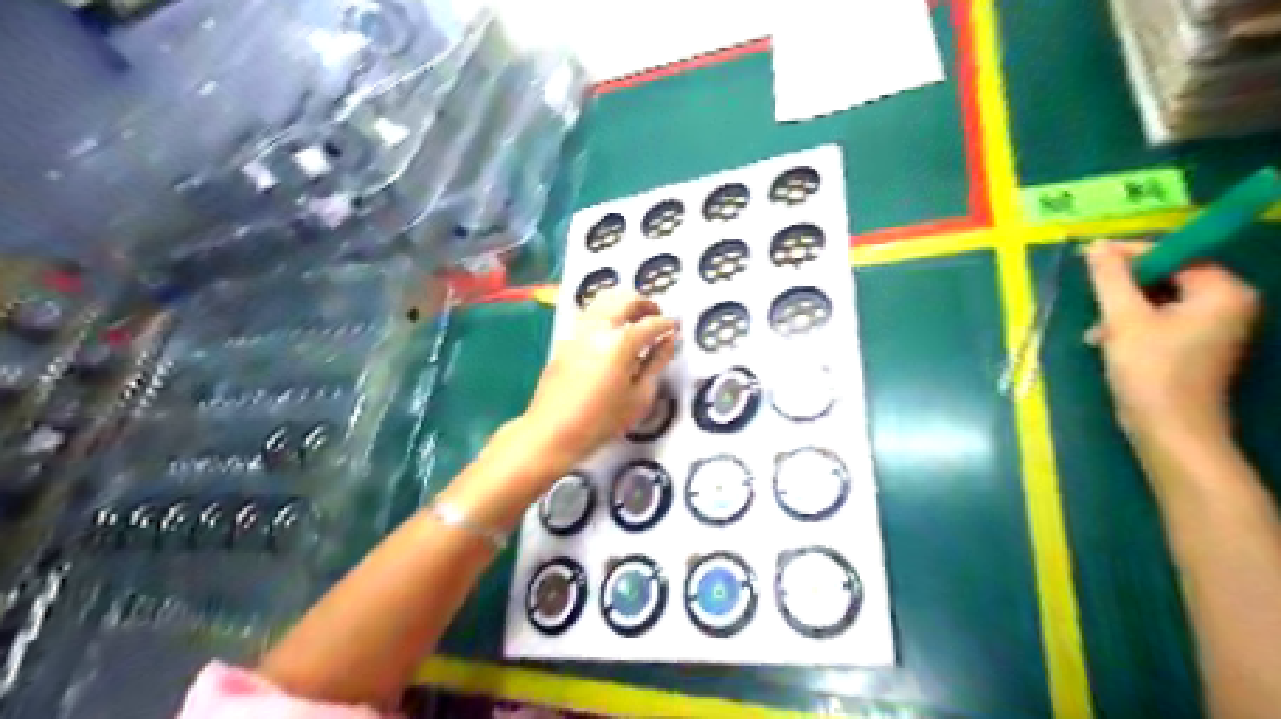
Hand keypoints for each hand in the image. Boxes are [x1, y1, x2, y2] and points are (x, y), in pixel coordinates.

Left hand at [517, 291, 678, 470]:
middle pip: (625, 299)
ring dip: (624, 303)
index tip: (675, 328)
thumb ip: (657, 364)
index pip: (651, 323)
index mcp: (621, 342)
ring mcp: (579, 331)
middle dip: (645, 304)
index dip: (667, 324)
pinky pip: (591, 314)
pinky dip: (607, 312)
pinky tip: (613, 332)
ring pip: (604, 299)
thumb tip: (668, 341)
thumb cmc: (601, 421)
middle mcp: (599, 328)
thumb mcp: (639, 397)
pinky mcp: (566, 339)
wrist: (552, 431)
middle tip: (656, 316)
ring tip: (635, 319)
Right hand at [1083, 239, 1258, 446]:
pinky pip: (1163, 321)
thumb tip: (1096, 246)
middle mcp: (1229, 304)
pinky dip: (1133, 326)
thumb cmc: (1150, 370)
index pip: (1175, 255)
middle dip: (1125, 289)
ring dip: (1123, 311)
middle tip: (1093, 301)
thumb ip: (1110, 278)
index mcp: (1222, 291)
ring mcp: (1216, 327)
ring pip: (1160, 302)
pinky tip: (1106, 342)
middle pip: (1168, 278)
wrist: (1170, 430)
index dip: (1131, 254)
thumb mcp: (1123, 319)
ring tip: (1096, 331)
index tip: (1090, 258)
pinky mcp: (1199, 347)